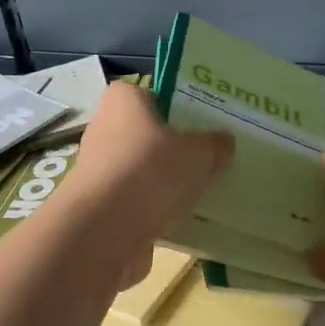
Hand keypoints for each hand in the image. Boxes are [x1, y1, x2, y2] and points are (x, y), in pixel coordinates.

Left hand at [56, 81, 232, 287]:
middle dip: (173, 148)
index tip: (199, 122)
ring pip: (142, 171)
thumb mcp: (198, 153)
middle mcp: (105, 130)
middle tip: (208, 158)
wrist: (104, 231)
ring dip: (165, 182)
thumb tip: (223, 140)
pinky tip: (183, 222)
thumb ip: (214, 145)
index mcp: (124, 102)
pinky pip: (137, 202)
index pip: (148, 93)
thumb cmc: (150, 172)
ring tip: (201, 193)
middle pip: (146, 134)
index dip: (173, 105)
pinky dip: (155, 211)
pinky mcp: (101, 207)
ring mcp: (100, 171)